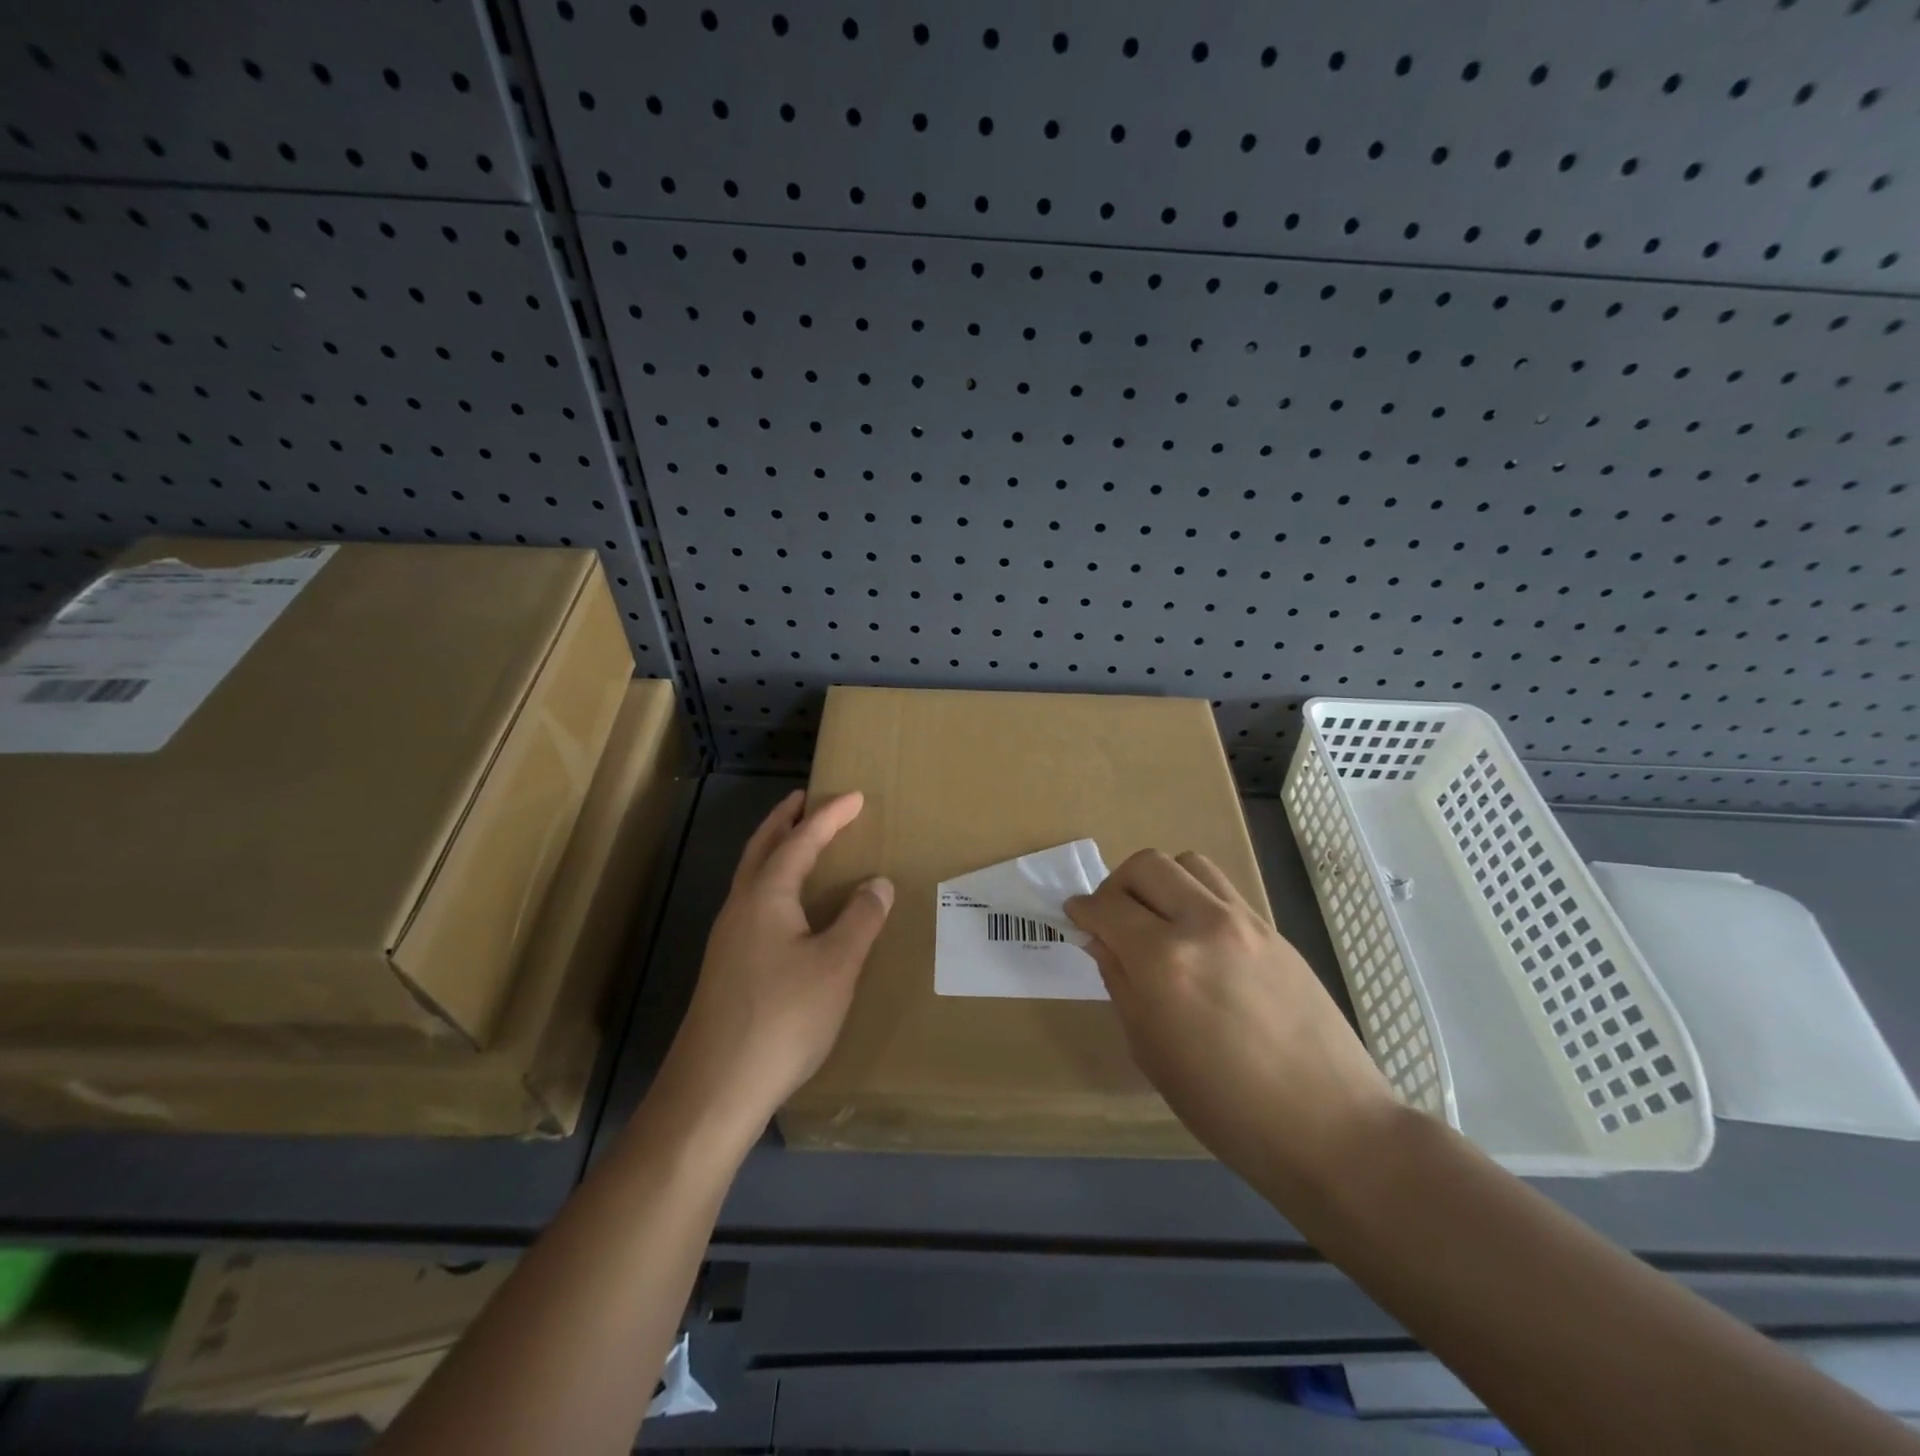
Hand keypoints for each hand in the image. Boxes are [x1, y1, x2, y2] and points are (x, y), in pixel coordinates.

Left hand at [652, 790, 892, 1144]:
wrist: (714, 1089)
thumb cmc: (783, 1018)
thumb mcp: (836, 966)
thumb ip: (860, 919)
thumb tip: (876, 882)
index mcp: (766, 897)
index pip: (800, 841)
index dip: (829, 817)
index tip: (854, 796)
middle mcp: (740, 909)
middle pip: (761, 849)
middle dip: (785, 820)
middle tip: (806, 799)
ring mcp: (727, 940)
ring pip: (752, 878)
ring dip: (775, 852)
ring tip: (800, 844)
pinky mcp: (726, 969)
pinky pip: (753, 905)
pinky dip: (774, 885)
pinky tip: (789, 911)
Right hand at [1065, 850, 1396, 1186]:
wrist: (1329, 1126)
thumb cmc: (1226, 1107)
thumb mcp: (1151, 1051)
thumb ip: (1121, 983)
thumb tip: (1102, 941)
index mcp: (1164, 961)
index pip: (1108, 906)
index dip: (1082, 909)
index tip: (1074, 917)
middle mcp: (1202, 924)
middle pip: (1146, 865)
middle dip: (1117, 885)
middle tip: (1113, 918)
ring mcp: (1244, 922)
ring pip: (1189, 864)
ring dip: (1161, 882)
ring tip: (1158, 920)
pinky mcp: (1274, 930)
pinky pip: (1222, 890)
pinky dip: (1195, 898)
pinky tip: (1198, 940)